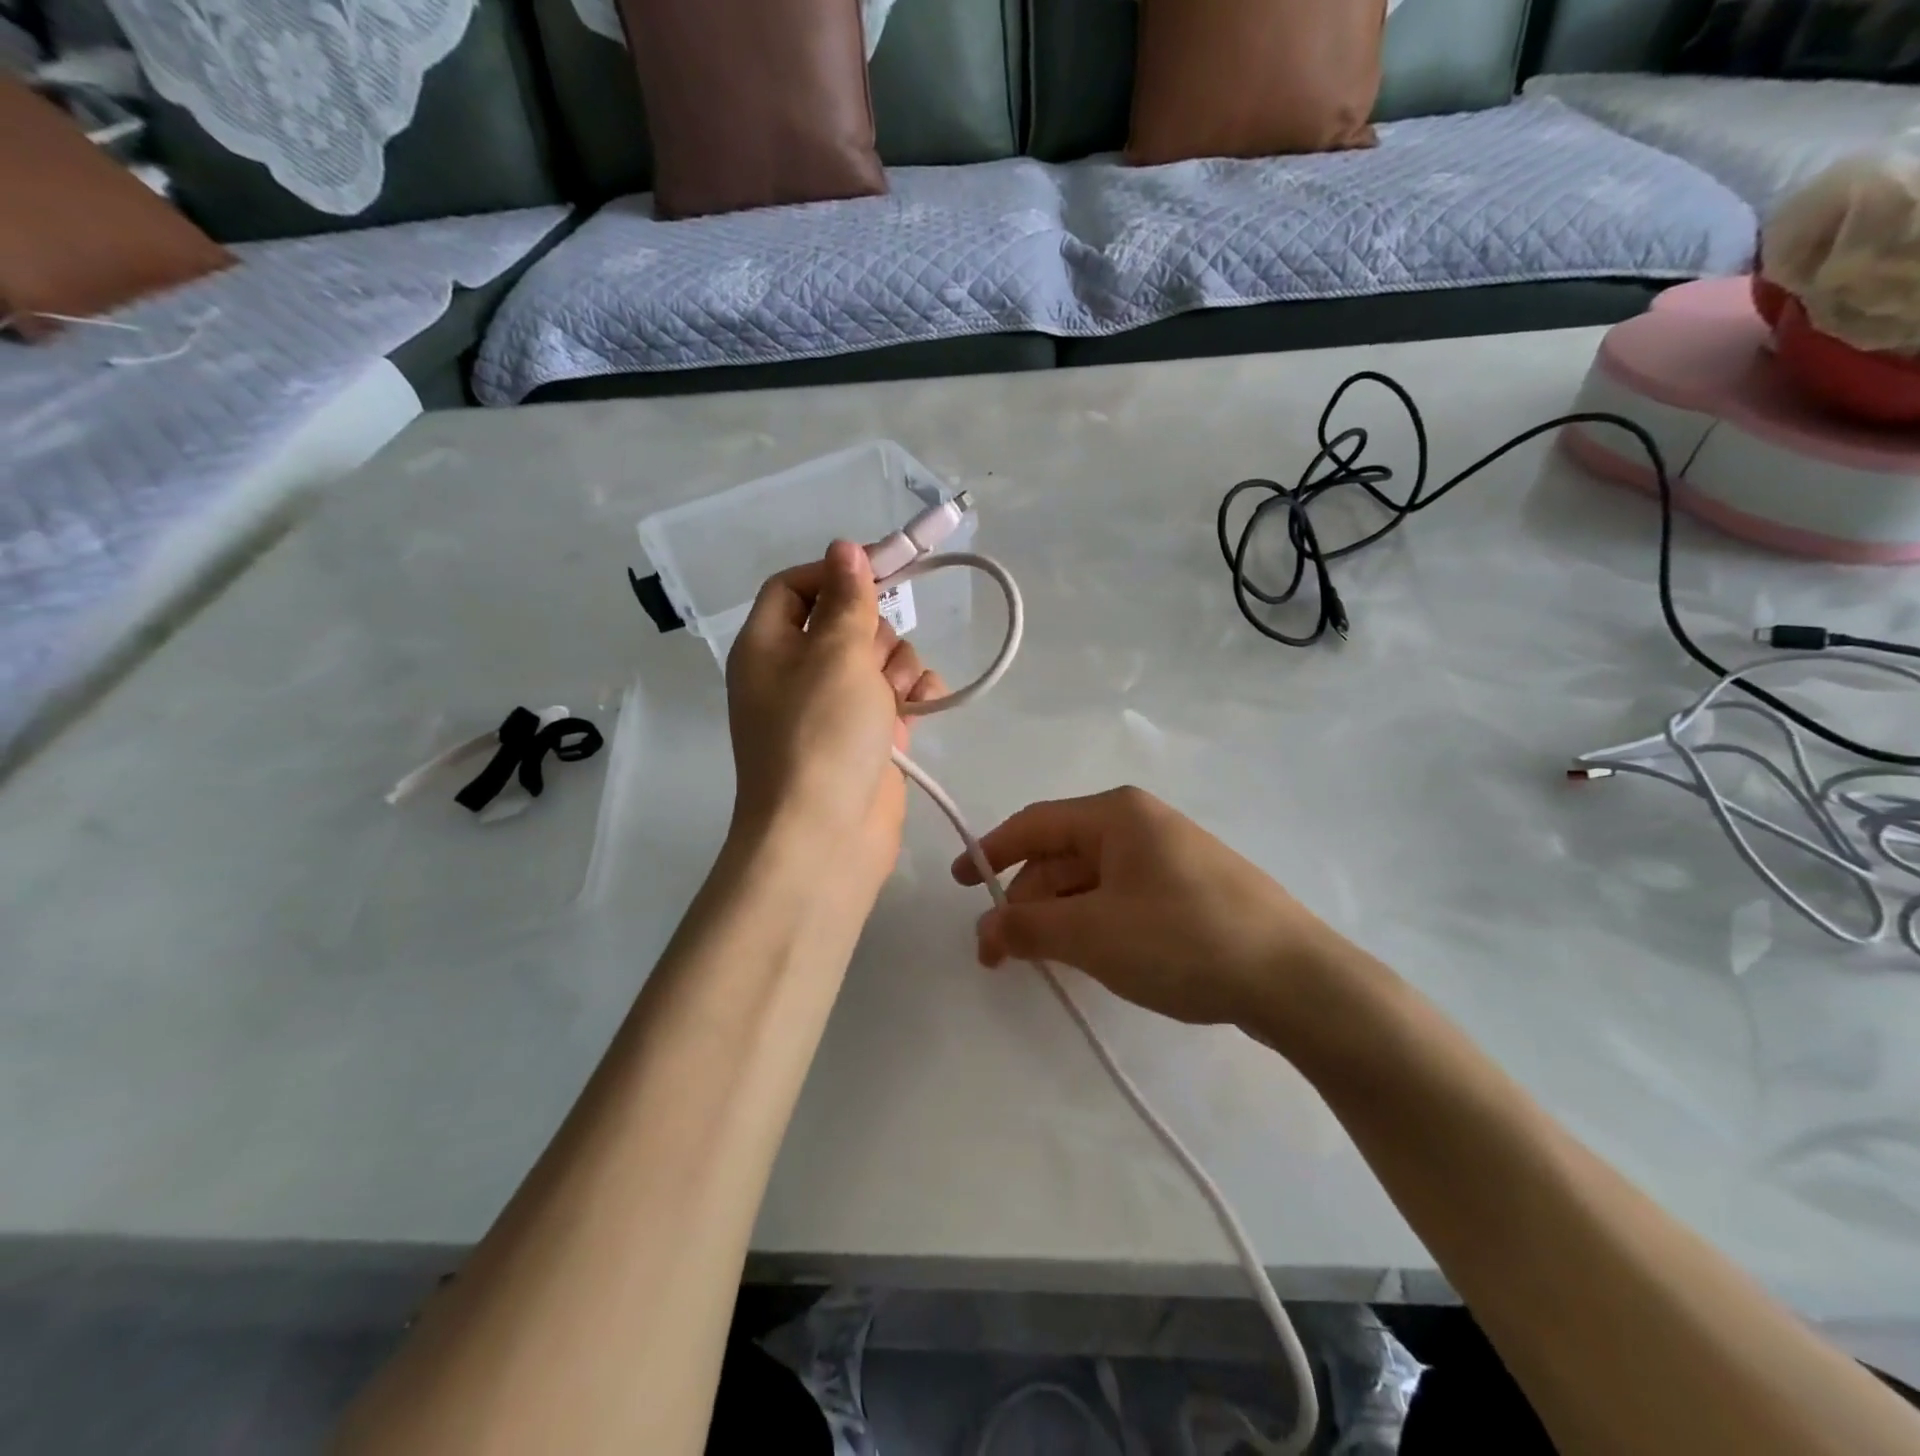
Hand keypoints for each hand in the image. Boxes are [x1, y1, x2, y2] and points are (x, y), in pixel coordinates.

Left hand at [727, 541, 941, 888]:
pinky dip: (912, 697)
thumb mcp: (835, 653)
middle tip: (876, 661)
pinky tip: (923, 707)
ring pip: (877, 658)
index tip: (881, 571)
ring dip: (899, 668)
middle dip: (875, 632)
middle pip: (844, 621)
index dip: (834, 573)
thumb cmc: (822, 734)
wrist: (826, 836)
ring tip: (897, 699)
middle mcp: (795, 673)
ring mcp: (832, 708)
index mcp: (768, 646)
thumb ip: (847, 598)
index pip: (794, 586)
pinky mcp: (865, 737)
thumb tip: (845, 548)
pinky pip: (894, 696)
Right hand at [951, 787, 1344, 1029]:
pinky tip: (1092, 958)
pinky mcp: (1190, 890)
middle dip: (1027, 901)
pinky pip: (1122, 897)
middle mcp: (1141, 823)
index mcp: (1116, 814)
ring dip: (1060, 917)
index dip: (989, 852)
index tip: (959, 886)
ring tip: (1045, 963)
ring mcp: (1170, 856)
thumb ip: (1028, 928)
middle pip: (1062, 855)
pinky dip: (1094, 923)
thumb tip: (983, 930)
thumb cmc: (1182, 940)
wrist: (1296, 980)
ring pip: (1092, 880)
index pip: (1034, 824)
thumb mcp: (1093, 935)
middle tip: (1003, 954)